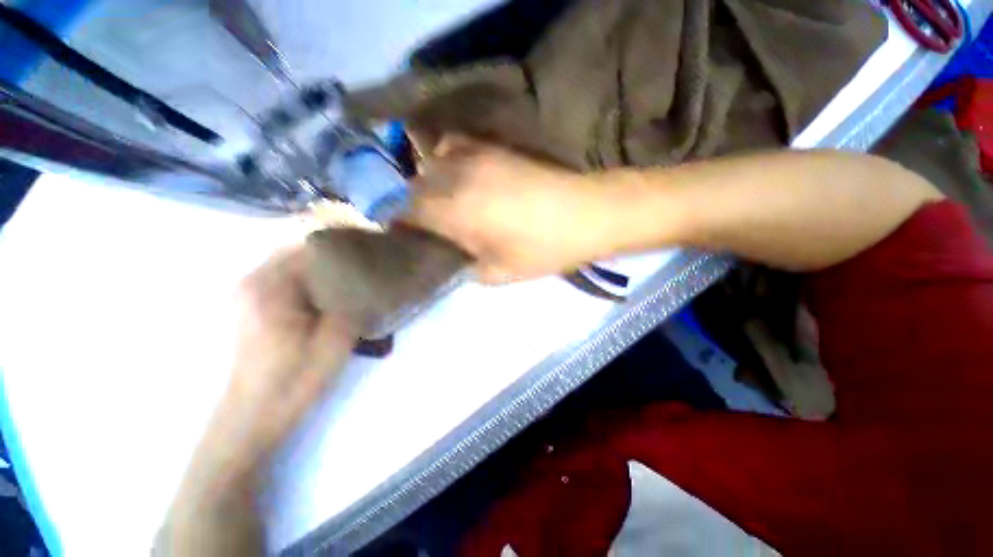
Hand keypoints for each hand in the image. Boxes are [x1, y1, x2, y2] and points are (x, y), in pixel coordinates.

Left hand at [159, 246, 358, 555]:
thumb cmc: (293, 381)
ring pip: (297, 258)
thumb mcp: (335, 341)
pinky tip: (334, 286)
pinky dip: (315, 273)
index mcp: (271, 286)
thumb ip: (353, 301)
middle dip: (341, 248)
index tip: (375, 245)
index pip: (315, 244)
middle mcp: (255, 279)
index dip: (349, 241)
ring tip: (357, 268)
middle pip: (304, 246)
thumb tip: (373, 273)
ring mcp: (250, 289)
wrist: (251, 415)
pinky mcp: (253, 301)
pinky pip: (289, 273)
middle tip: (370, 257)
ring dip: (328, 260)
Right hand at [405, 136, 616, 282]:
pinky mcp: (493, 148)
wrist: (584, 214)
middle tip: (423, 223)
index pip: (404, 210)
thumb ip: (466, 266)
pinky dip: (446, 159)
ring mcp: (474, 157)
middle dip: (410, 204)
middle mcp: (454, 177)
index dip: (397, 221)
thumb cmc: (541, 249)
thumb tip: (452, 257)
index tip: (402, 233)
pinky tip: (458, 175)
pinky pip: (454, 145)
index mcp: (453, 211)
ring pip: (430, 164)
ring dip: (427, 183)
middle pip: (413, 186)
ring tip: (440, 201)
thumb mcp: (499, 273)